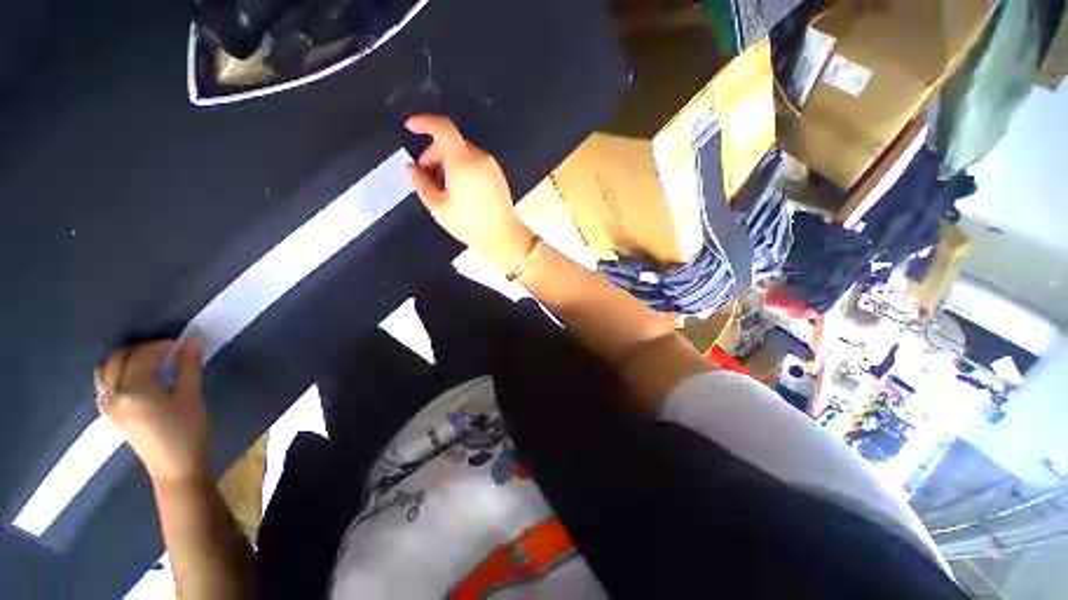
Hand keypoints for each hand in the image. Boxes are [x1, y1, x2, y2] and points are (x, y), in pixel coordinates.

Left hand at [95, 339, 209, 484]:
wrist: (176, 468)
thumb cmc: (188, 431)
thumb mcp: (192, 396)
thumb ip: (189, 366)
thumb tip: (193, 339)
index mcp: (134, 388)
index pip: (143, 355)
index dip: (162, 345)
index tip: (183, 345)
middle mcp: (115, 393)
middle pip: (118, 359)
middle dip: (140, 349)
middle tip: (166, 351)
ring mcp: (110, 406)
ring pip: (105, 372)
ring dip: (123, 360)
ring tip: (148, 362)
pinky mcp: (112, 416)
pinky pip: (104, 387)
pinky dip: (115, 375)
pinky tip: (133, 380)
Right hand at [406, 115, 534, 271]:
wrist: (503, 237)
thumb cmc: (470, 224)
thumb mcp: (438, 207)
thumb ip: (421, 183)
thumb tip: (411, 169)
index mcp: (463, 162)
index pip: (442, 128)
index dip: (423, 122)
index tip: (410, 127)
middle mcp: (480, 158)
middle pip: (451, 143)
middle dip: (433, 154)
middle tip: (424, 176)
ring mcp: (491, 166)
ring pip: (463, 153)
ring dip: (447, 163)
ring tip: (441, 188)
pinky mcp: (497, 175)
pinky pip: (475, 163)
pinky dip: (461, 168)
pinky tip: (457, 190)